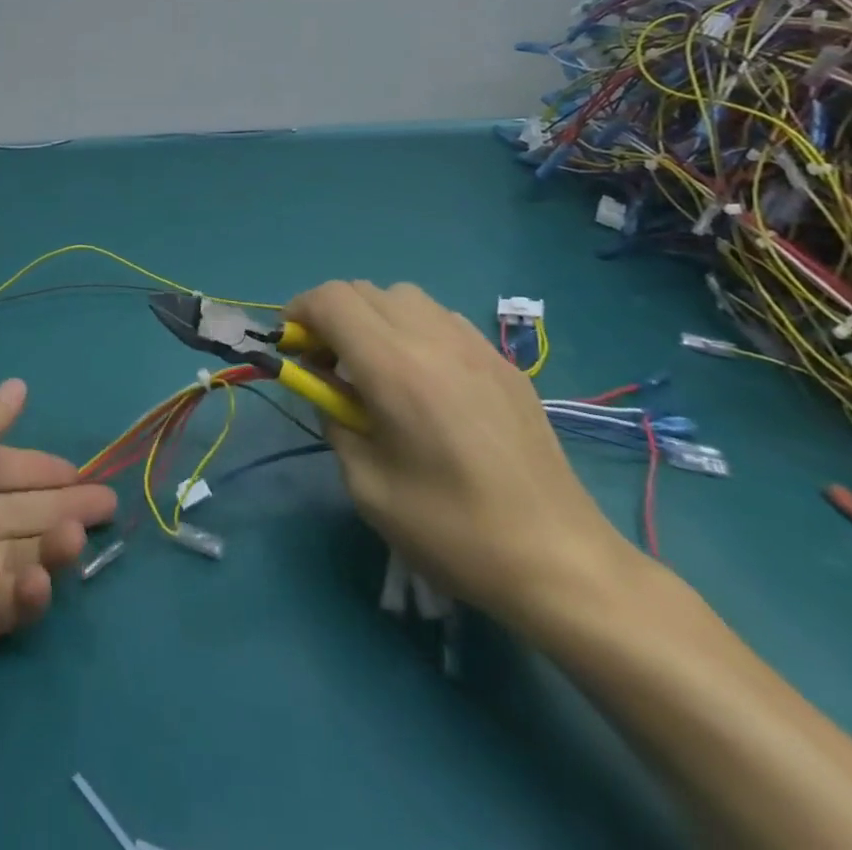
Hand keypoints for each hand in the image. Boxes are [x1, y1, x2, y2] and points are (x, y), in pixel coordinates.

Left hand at [0, 379, 116, 701]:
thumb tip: (20, 385)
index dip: (36, 466)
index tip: (78, 468)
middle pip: (17, 507)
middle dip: (61, 502)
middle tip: (108, 503)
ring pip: (19, 549)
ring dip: (53, 540)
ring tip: (80, 534)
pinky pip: (8, 599)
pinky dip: (30, 589)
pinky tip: (42, 579)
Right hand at [289, 280, 634, 626]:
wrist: (560, 561)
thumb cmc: (451, 530)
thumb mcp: (366, 485)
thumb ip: (334, 419)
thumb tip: (326, 388)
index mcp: (393, 367)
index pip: (331, 300)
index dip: (299, 312)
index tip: (291, 348)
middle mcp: (433, 339)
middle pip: (363, 290)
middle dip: (331, 316)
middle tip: (327, 364)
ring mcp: (475, 346)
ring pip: (405, 297)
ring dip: (374, 318)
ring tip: (376, 369)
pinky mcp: (503, 363)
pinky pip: (442, 320)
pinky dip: (414, 331)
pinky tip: (425, 381)